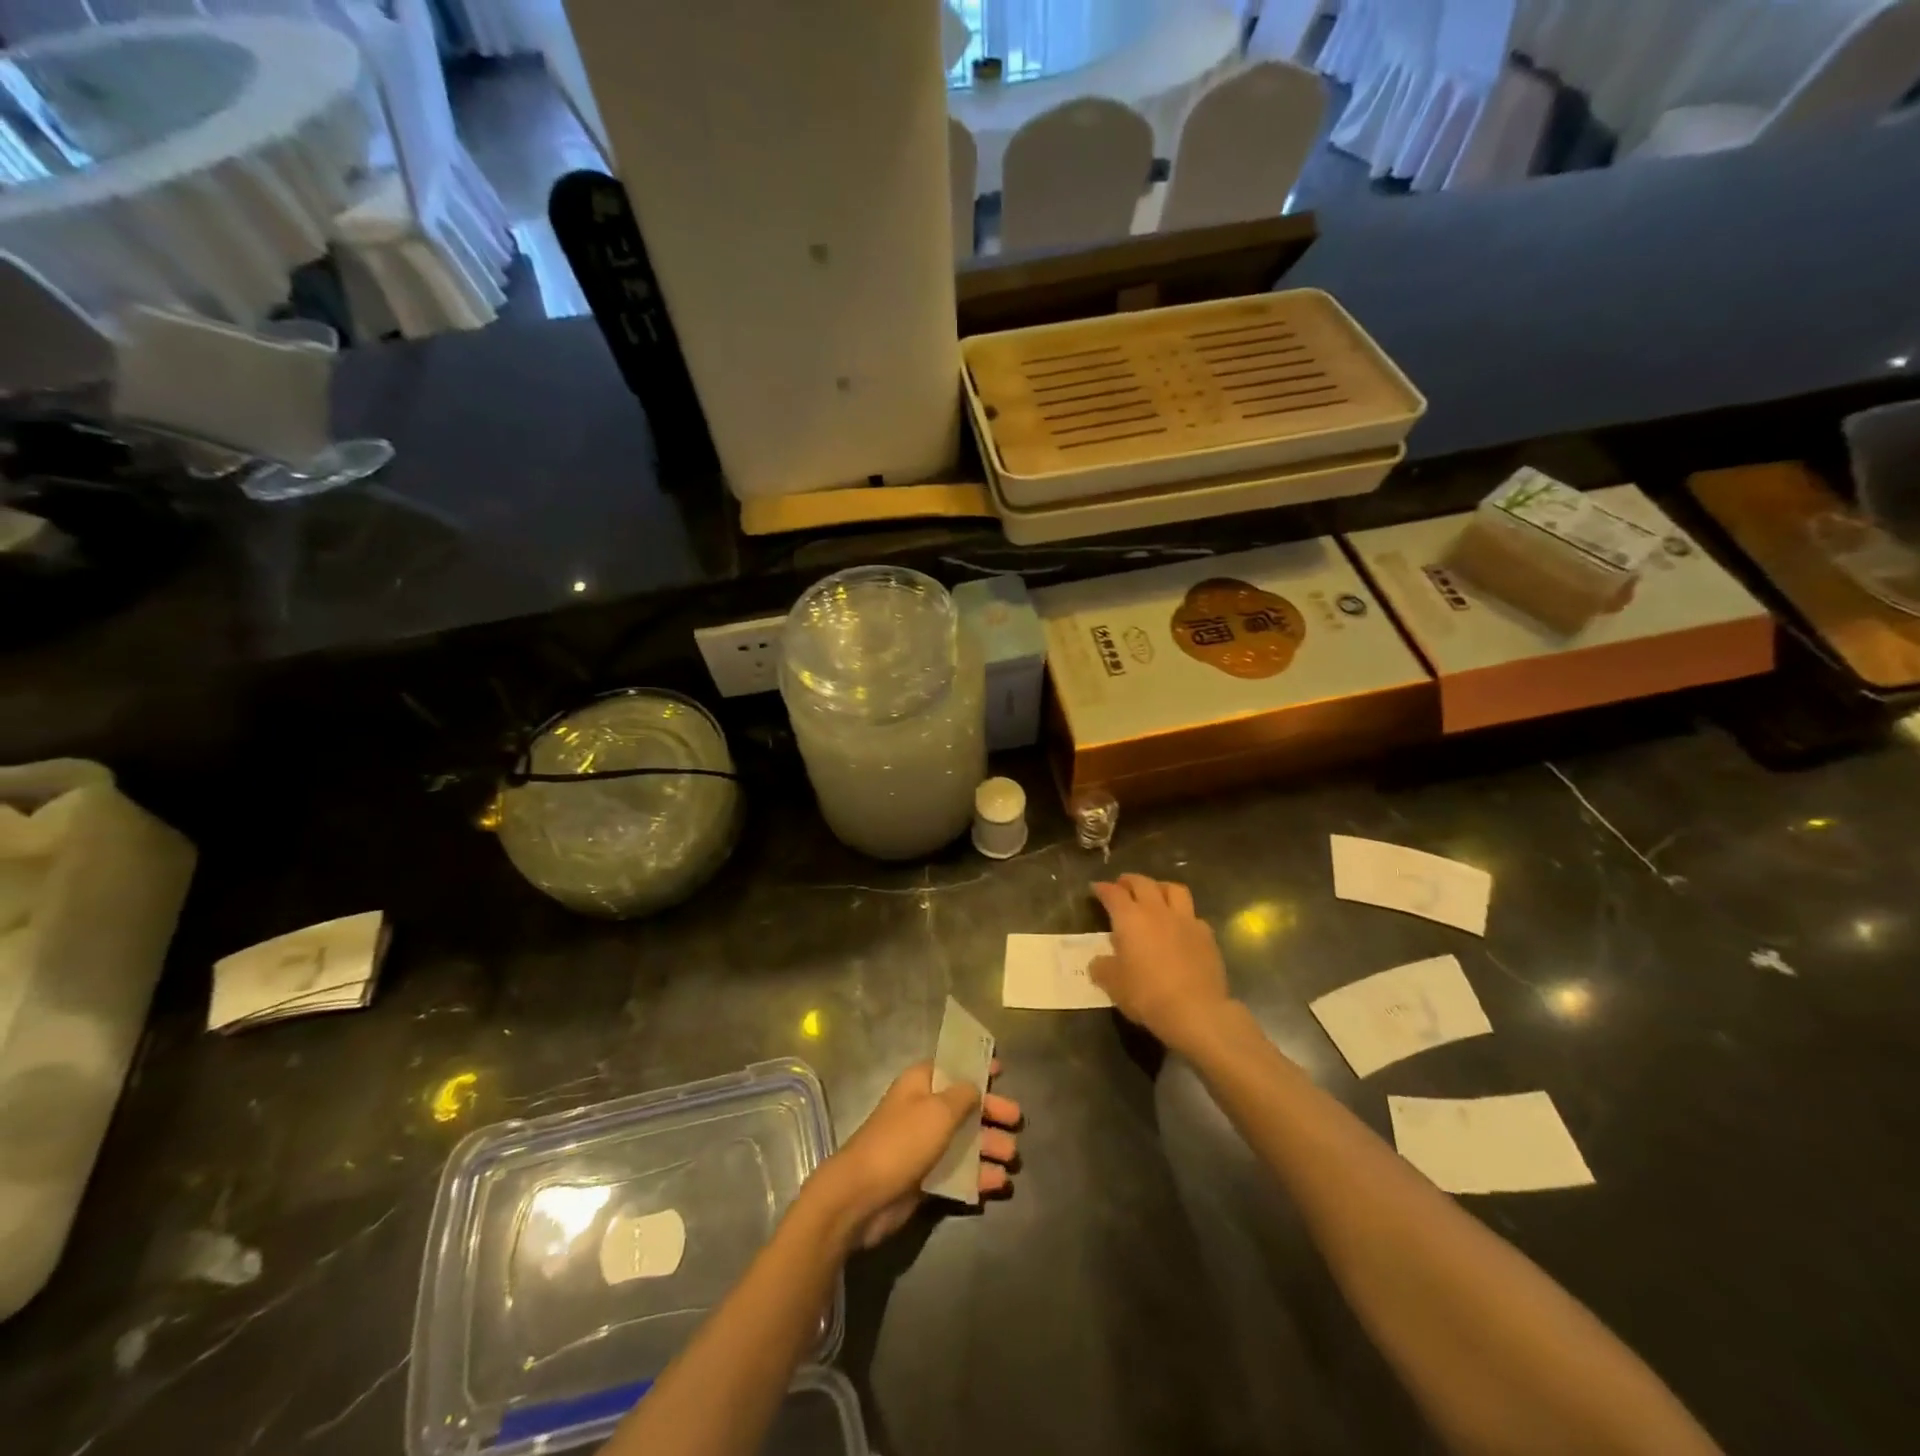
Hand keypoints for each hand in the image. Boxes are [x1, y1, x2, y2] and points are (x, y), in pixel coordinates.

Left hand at [805, 1060, 1020, 1250]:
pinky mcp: (925, 1177)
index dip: (976, 1066)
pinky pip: (958, 1171)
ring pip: (964, 1141)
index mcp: (921, 1083)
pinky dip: (978, 1175)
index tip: (1002, 1069)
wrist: (861, 1196)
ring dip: (989, 1147)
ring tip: (1011, 1159)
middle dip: (991, 1112)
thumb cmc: (902, 1142)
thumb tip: (976, 1085)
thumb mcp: (938, 1111)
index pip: (952, 1066)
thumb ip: (963, 1096)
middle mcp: (923, 1109)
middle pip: (964, 1105)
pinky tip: (998, 1183)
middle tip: (1016, 1121)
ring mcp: (924, 1145)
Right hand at [1089, 875, 1231, 1051]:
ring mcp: (1185, 920)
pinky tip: (1180, 926)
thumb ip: (1102, 967)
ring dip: (1160, 887)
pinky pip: (1193, 915)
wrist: (1195, 1010)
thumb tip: (1099, 962)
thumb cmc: (1146, 994)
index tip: (1096, 888)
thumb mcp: (1113, 984)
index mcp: (1130, 918)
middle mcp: (1157, 911)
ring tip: (1155, 895)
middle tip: (1122, 885)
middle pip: (1143, 883)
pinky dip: (1183, 915)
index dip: (1102, 888)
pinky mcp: (1206, 935)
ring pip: (1173, 889)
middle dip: (1130, 881)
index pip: (1113, 893)